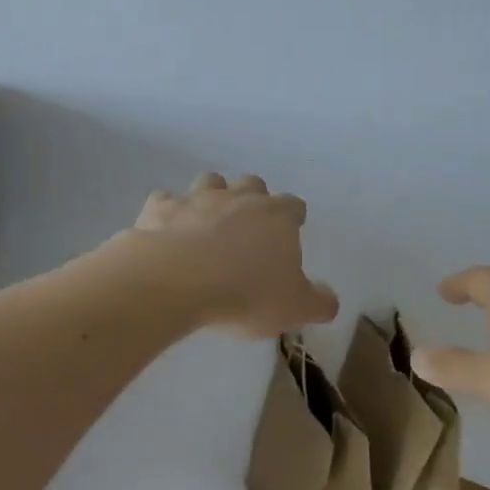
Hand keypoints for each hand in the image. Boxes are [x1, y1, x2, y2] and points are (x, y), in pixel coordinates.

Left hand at [127, 173, 338, 337]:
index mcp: (278, 216)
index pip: (294, 206)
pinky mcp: (160, 208)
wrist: (176, 281)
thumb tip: (329, 299)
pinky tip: (167, 234)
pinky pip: (166, 201)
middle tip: (249, 231)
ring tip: (209, 225)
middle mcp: (240, 197)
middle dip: (253, 201)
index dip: (293, 220)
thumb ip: (319, 302)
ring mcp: (198, 198)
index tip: (288, 238)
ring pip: (211, 182)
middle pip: (253, 185)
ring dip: (213, 197)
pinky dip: (169, 213)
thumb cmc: (245, 293)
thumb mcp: (294, 308)